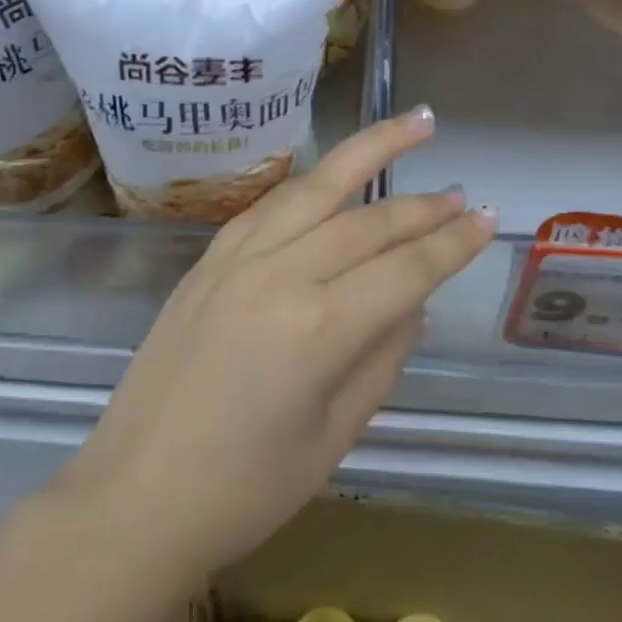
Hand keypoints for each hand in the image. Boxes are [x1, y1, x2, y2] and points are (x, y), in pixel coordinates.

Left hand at [56, 108, 494, 578]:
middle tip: (460, 191)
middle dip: (422, 205)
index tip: (487, 217)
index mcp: (318, 329)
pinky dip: (311, 186)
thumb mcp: (334, 438)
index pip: (405, 270)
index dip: (452, 244)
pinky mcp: (208, 258)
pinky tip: (332, 178)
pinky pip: (270, 206)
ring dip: (368, 151)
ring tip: (410, 124)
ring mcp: (237, 258)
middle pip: (366, 221)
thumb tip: (413, 304)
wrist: (135, 496)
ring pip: (316, 187)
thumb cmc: (244, 490)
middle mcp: (279, 275)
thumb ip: (381, 361)